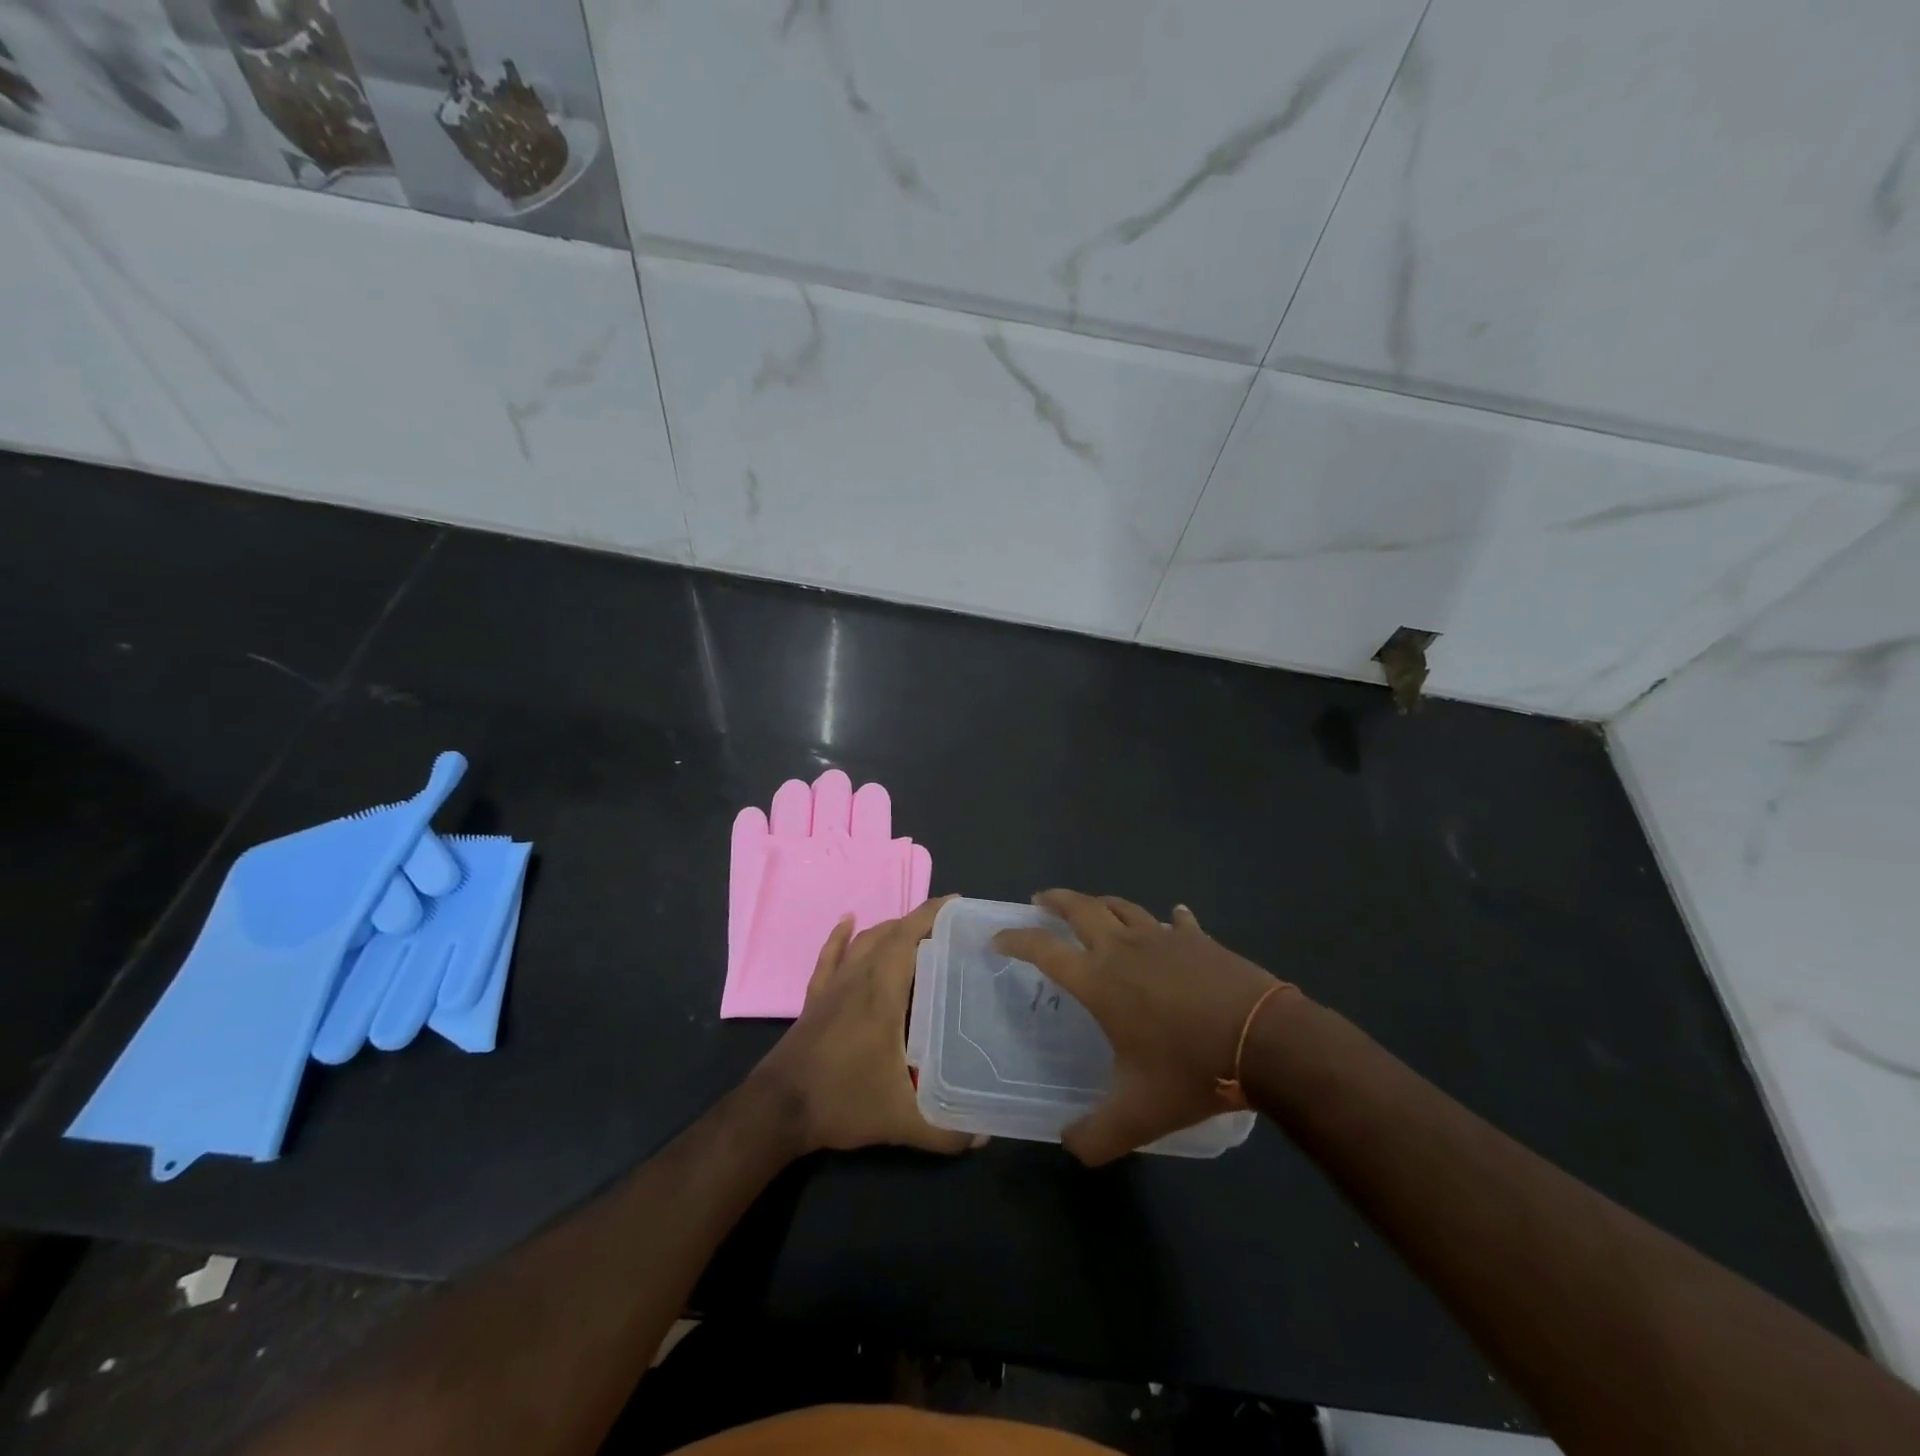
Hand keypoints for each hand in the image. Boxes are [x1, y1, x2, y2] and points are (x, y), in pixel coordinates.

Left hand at [751, 896, 977, 1155]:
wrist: (778, 1110)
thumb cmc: (841, 1102)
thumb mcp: (900, 1121)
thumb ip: (946, 1131)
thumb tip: (985, 1136)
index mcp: (881, 993)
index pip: (908, 938)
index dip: (932, 915)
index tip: (957, 904)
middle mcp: (857, 978)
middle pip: (889, 934)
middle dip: (919, 922)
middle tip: (950, 928)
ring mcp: (832, 986)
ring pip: (863, 941)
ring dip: (889, 929)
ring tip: (915, 932)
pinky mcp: (814, 998)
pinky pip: (829, 956)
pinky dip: (841, 936)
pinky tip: (848, 920)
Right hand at [994, 890, 1290, 1165]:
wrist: (1265, 1042)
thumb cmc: (1191, 1071)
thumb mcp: (1138, 1117)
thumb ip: (1095, 1136)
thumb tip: (1068, 1145)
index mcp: (1099, 981)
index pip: (1044, 950)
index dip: (1016, 939)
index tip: (999, 938)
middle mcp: (1123, 949)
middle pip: (1080, 908)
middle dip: (1056, 901)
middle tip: (1041, 900)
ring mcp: (1163, 938)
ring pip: (1122, 907)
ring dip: (1101, 903)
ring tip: (1092, 908)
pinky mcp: (1198, 939)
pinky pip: (1175, 921)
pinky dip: (1167, 919)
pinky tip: (1172, 918)